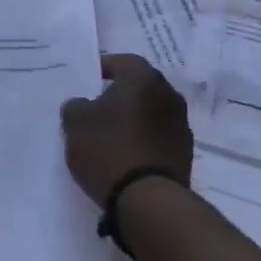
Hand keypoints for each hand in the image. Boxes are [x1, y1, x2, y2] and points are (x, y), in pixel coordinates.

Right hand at [59, 53, 192, 204]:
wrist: (148, 198)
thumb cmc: (108, 149)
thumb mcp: (76, 124)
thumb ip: (75, 106)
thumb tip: (82, 104)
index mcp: (143, 78)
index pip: (122, 61)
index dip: (103, 67)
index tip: (88, 79)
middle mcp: (168, 94)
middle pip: (140, 86)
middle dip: (120, 94)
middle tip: (97, 107)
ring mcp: (181, 124)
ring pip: (151, 112)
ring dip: (134, 118)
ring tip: (111, 135)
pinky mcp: (185, 152)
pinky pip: (159, 136)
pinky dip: (144, 139)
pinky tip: (127, 155)